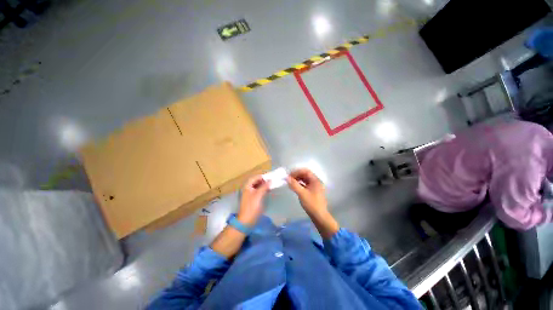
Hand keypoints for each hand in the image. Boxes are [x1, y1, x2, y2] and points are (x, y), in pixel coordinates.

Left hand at [237, 175, 270, 225]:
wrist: (246, 221)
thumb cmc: (252, 207)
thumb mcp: (258, 195)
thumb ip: (264, 187)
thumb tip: (270, 180)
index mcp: (247, 186)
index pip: (255, 177)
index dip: (263, 176)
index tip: (271, 177)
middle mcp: (248, 189)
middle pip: (256, 181)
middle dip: (264, 180)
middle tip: (272, 181)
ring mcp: (250, 194)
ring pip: (257, 186)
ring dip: (264, 185)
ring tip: (271, 185)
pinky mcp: (252, 199)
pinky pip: (258, 191)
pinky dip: (263, 190)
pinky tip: (268, 191)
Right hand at [287, 168, 337, 238]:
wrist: (319, 216)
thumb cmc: (311, 204)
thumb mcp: (302, 193)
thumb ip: (294, 184)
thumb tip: (286, 177)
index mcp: (315, 180)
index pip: (305, 171)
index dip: (297, 172)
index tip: (289, 175)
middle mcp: (316, 182)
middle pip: (305, 174)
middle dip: (297, 175)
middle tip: (289, 179)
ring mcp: (315, 187)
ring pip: (305, 180)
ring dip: (298, 180)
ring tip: (290, 183)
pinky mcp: (313, 191)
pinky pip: (306, 184)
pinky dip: (300, 184)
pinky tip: (295, 187)